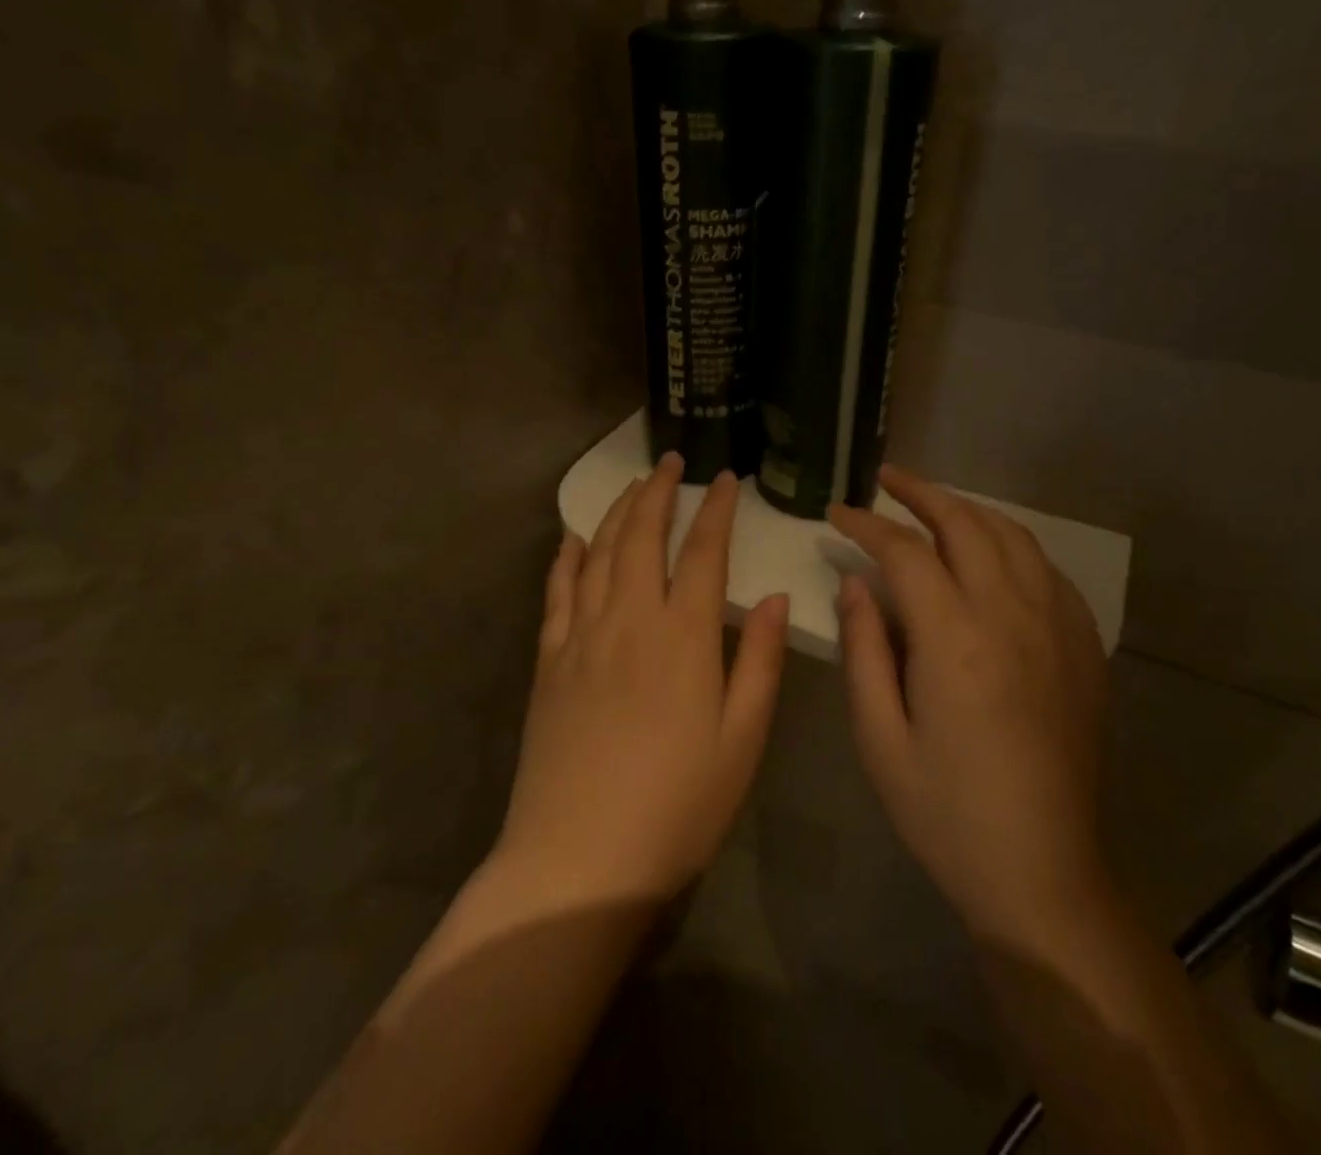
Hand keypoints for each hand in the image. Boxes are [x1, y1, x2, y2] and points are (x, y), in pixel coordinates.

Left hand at [497, 452, 788, 905]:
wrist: (579, 858)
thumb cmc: (678, 805)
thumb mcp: (742, 739)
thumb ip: (759, 660)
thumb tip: (772, 595)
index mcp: (683, 636)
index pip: (703, 552)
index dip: (716, 511)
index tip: (727, 479)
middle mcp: (629, 619)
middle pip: (643, 536)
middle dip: (659, 492)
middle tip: (671, 461)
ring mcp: (581, 636)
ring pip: (600, 553)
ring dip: (617, 512)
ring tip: (632, 485)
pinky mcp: (549, 661)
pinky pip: (557, 592)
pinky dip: (567, 557)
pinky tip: (573, 538)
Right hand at [829, 465, 1112, 954]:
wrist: (1043, 873)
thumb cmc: (946, 813)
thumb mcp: (879, 738)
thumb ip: (863, 650)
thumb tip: (855, 583)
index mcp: (955, 639)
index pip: (904, 551)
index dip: (866, 524)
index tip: (837, 513)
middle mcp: (1012, 616)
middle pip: (965, 524)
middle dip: (920, 492)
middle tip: (885, 480)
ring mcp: (1057, 628)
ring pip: (1013, 537)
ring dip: (968, 509)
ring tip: (933, 504)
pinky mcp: (1083, 648)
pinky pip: (1048, 570)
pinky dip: (1012, 544)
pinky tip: (992, 555)